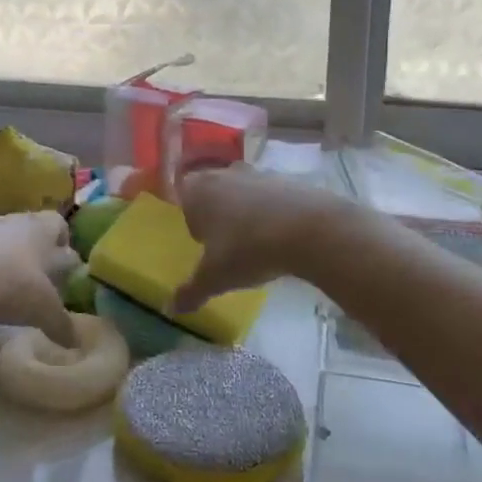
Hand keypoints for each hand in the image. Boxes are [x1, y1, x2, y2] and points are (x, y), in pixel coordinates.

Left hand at [0, 211, 79, 345]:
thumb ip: (61, 324)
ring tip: (10, 286)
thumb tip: (76, 341)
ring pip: (5, 240)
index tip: (64, 267)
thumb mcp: (41, 309)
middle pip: (32, 230)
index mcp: (42, 229)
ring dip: (9, 258)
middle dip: (37, 253)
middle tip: (39, 280)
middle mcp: (16, 221)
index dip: (64, 244)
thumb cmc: (7, 283)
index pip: (60, 225)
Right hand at [173, 165, 349, 313]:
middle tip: (225, 244)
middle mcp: (224, 174)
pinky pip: (270, 196)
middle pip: (213, 192)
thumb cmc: (248, 249)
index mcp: (199, 190)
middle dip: (217, 215)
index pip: (183, 197)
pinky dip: (271, 212)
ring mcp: (258, 173)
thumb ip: (192, 291)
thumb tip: (172, 308)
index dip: (190, 219)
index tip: (201, 242)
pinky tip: (280, 236)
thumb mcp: (215, 277)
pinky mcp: (287, 179)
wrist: (309, 229)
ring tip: (255, 243)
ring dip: (245, 212)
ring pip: (242, 192)